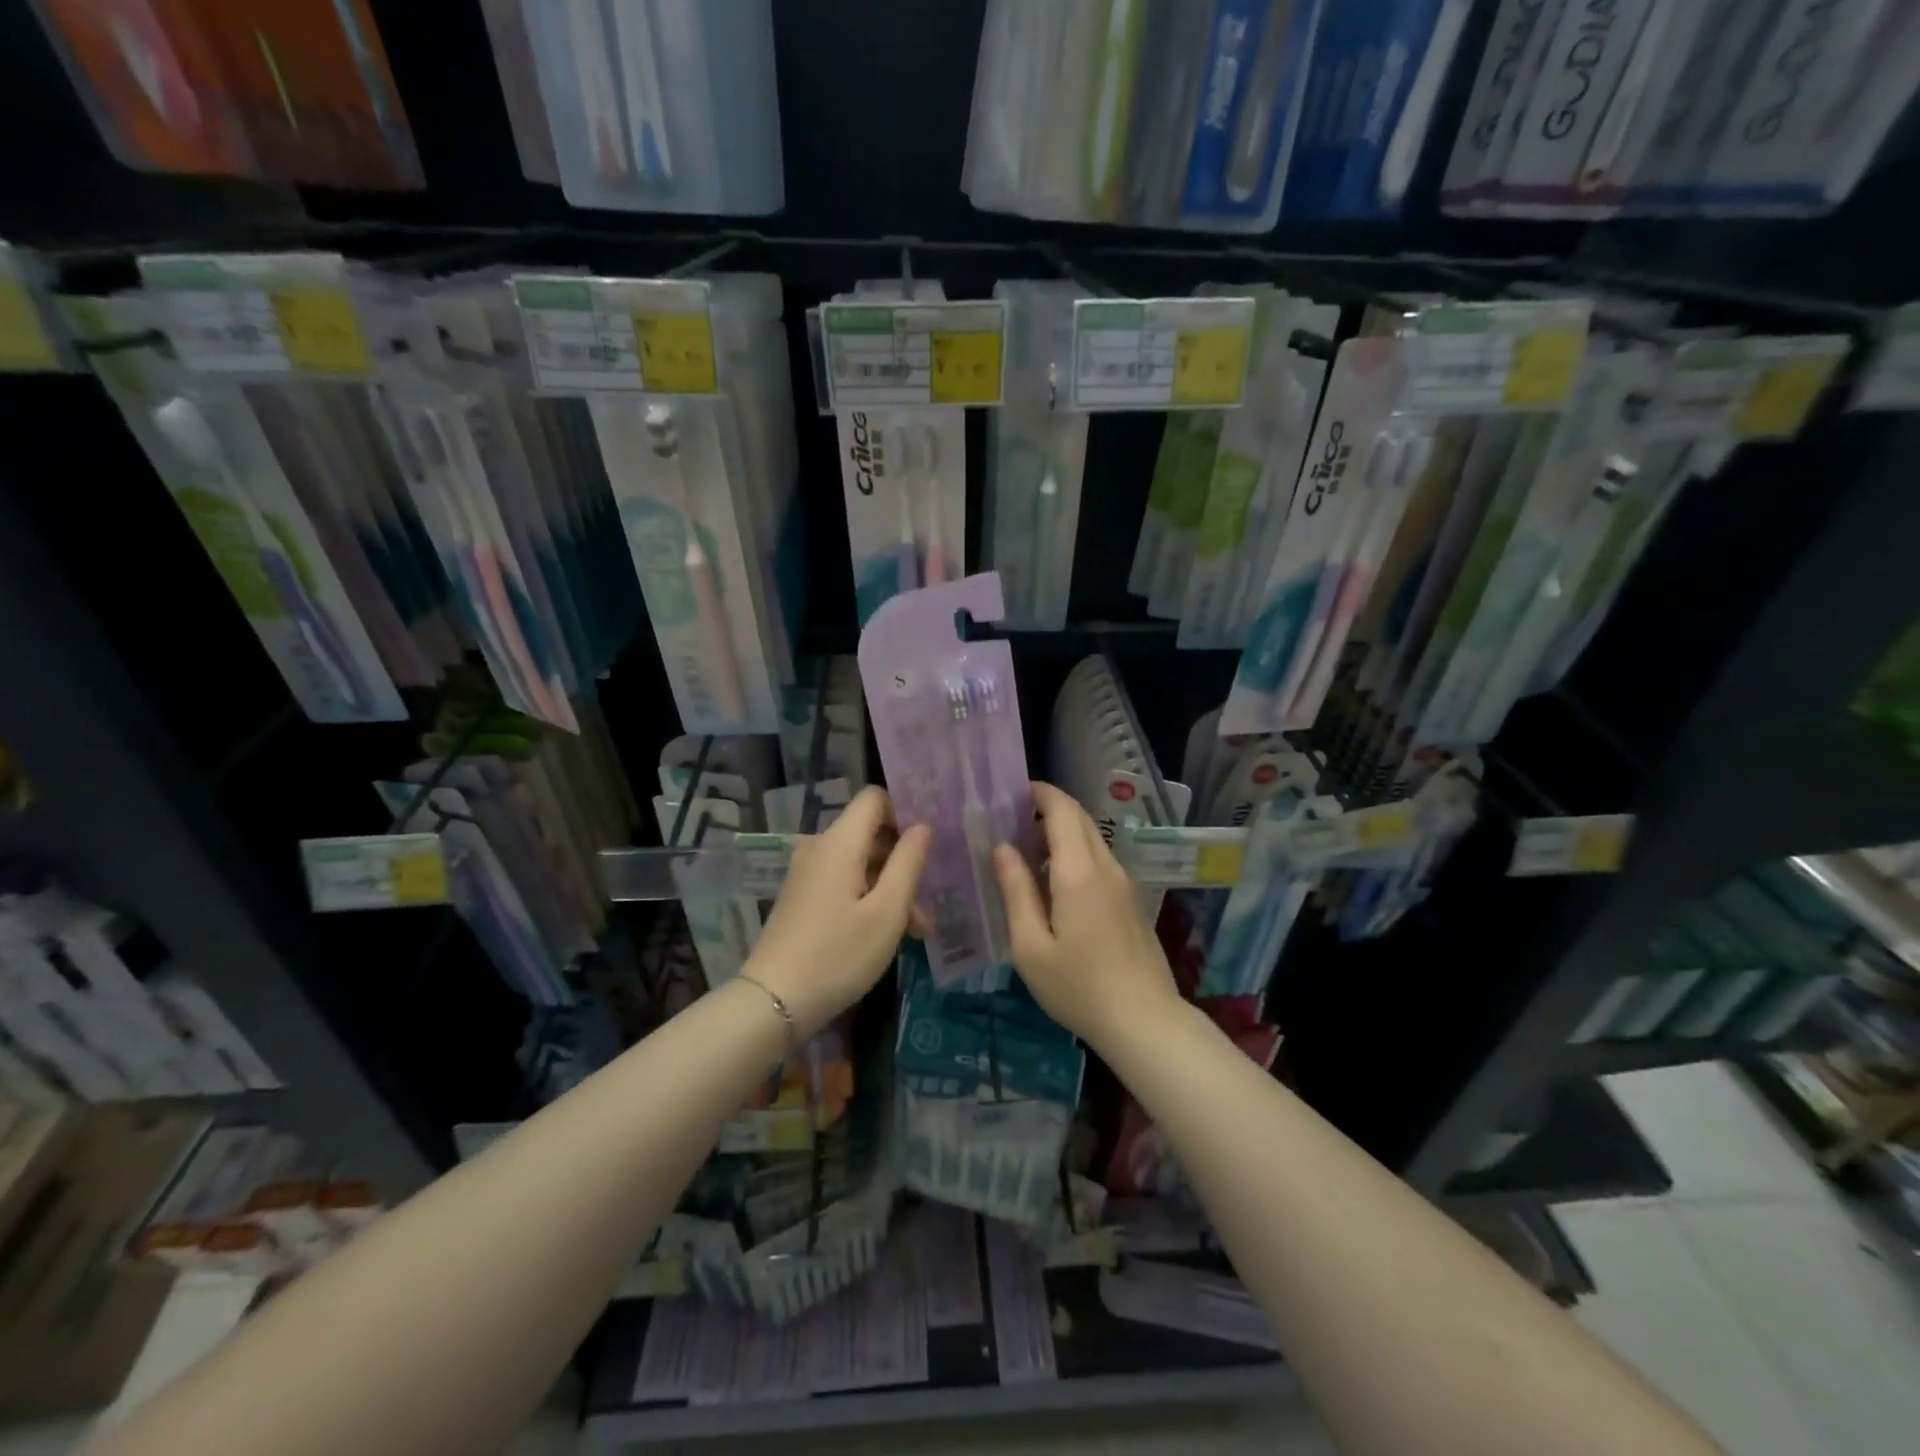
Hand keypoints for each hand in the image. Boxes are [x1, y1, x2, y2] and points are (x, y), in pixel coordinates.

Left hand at [745, 786, 929, 1037]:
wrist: (773, 1002)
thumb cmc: (838, 954)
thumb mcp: (887, 912)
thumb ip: (908, 863)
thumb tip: (922, 827)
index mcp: (839, 842)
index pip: (874, 798)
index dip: (904, 812)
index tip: (928, 844)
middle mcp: (819, 848)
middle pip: (869, 833)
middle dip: (903, 860)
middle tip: (928, 901)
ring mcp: (807, 873)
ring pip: (859, 862)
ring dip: (890, 886)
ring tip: (915, 930)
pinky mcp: (802, 897)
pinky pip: (843, 881)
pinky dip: (868, 897)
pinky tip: (885, 934)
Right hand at [991, 782, 1181, 1052]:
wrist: (1145, 1022)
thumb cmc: (1079, 987)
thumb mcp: (1031, 946)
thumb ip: (1015, 891)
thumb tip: (1002, 847)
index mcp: (1079, 872)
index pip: (1063, 810)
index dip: (1039, 793)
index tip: (1011, 792)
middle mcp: (1106, 867)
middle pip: (1080, 819)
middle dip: (1047, 809)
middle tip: (1011, 820)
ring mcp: (1124, 883)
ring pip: (1091, 840)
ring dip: (1060, 834)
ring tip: (1024, 853)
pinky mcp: (1130, 901)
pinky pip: (1099, 861)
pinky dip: (1074, 856)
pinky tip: (1052, 885)